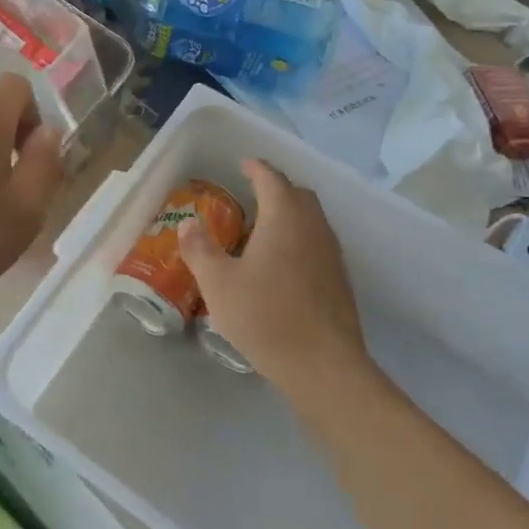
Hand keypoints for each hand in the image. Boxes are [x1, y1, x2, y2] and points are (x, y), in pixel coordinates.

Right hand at [177, 159, 371, 398]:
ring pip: (311, 218)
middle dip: (276, 187)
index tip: (243, 164)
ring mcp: (331, 253)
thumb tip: (188, 222)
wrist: (322, 365)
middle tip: (251, 194)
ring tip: (263, 227)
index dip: (256, 168)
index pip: (271, 178)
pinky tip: (281, 263)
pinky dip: (299, 237)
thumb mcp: (218, 283)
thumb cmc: (265, 316)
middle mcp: (313, 226)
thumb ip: (200, 249)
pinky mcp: (339, 278)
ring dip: (289, 213)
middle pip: (297, 194)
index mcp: (284, 217)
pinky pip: (317, 242)